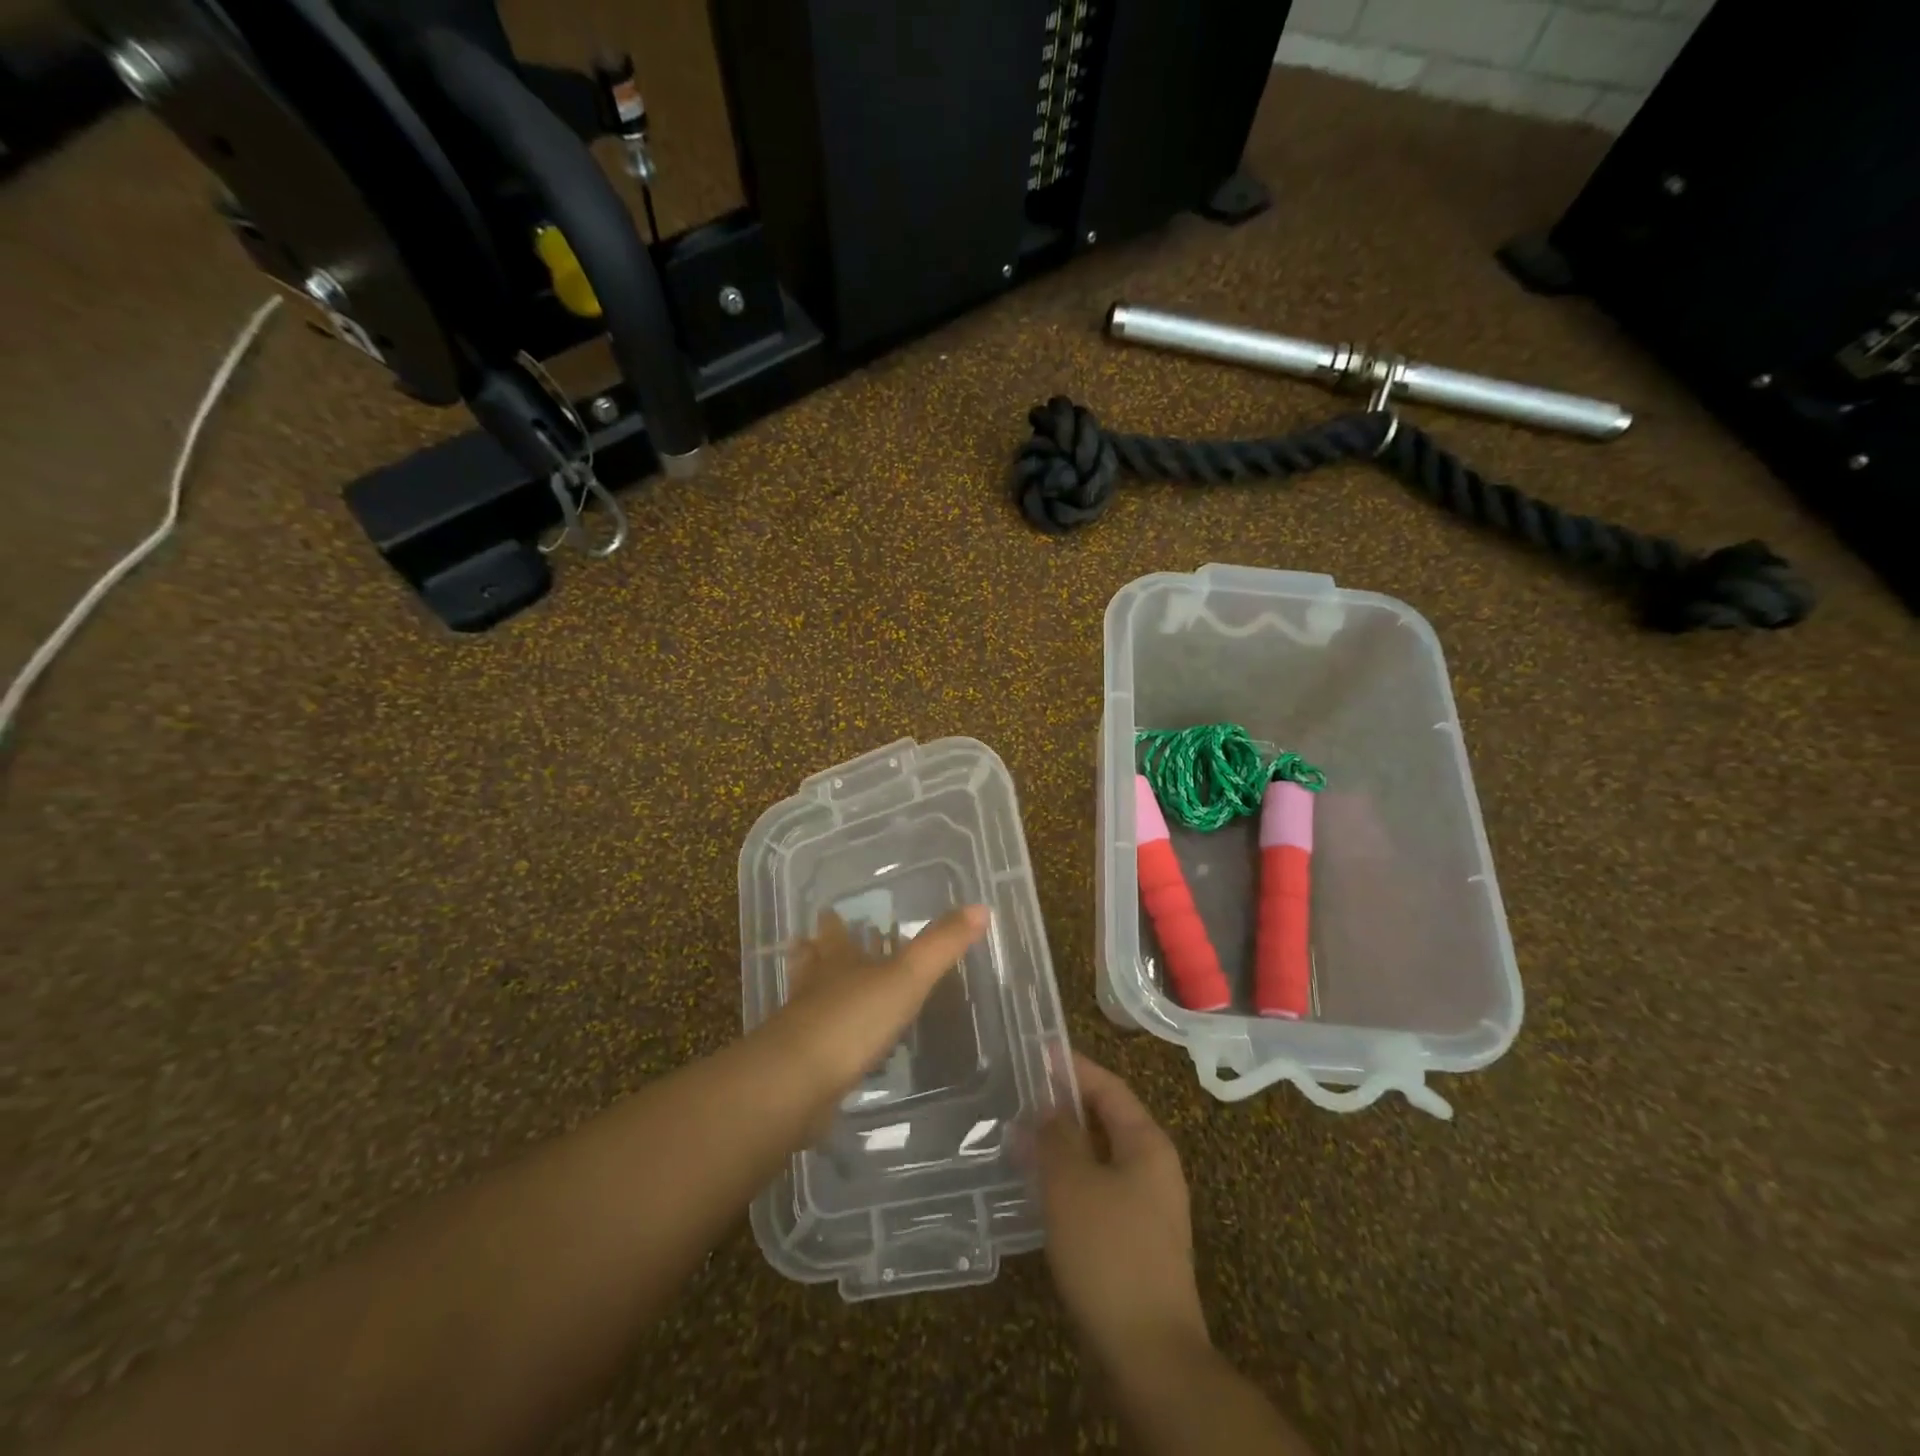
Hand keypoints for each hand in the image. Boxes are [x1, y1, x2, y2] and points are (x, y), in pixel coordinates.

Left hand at [766, 903, 987, 1111]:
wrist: (798, 1083)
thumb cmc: (853, 1019)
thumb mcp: (906, 977)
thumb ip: (941, 946)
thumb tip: (981, 907)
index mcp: (838, 962)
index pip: (834, 933)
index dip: (833, 923)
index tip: (828, 910)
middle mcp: (816, 987)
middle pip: (813, 963)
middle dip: (818, 953)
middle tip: (816, 943)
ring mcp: (804, 1027)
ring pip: (810, 1000)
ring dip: (817, 993)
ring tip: (827, 992)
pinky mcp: (802, 1066)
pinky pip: (816, 1043)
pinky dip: (826, 1039)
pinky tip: (837, 1050)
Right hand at [1036, 1053, 1210, 1374]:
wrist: (1149, 1355)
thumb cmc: (1110, 1253)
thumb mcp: (1072, 1185)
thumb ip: (1055, 1138)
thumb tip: (1040, 1109)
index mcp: (1147, 1144)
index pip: (1109, 1088)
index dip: (1073, 1067)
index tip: (1036, 1052)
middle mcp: (1153, 1168)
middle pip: (1105, 1120)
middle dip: (1063, 1106)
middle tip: (1020, 1094)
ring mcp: (1146, 1208)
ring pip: (1098, 1158)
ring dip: (1061, 1145)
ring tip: (1018, 1136)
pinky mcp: (1133, 1242)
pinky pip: (1096, 1191)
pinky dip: (1067, 1180)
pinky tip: (1036, 1188)